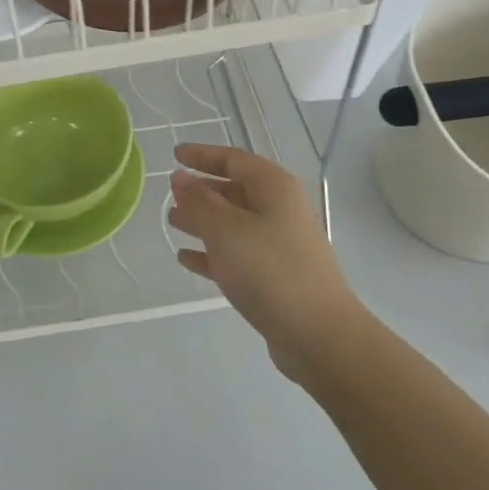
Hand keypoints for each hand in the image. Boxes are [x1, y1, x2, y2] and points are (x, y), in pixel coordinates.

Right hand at [168, 144, 362, 381]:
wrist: (318, 334)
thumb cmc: (269, 270)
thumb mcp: (226, 230)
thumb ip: (199, 202)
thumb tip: (181, 178)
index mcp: (274, 188)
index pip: (234, 159)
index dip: (203, 155)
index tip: (174, 154)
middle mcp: (279, 210)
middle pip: (235, 189)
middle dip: (202, 190)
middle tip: (170, 193)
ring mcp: (279, 244)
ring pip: (234, 223)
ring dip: (203, 221)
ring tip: (172, 222)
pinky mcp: (274, 277)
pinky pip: (237, 255)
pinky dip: (212, 253)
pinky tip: (187, 258)